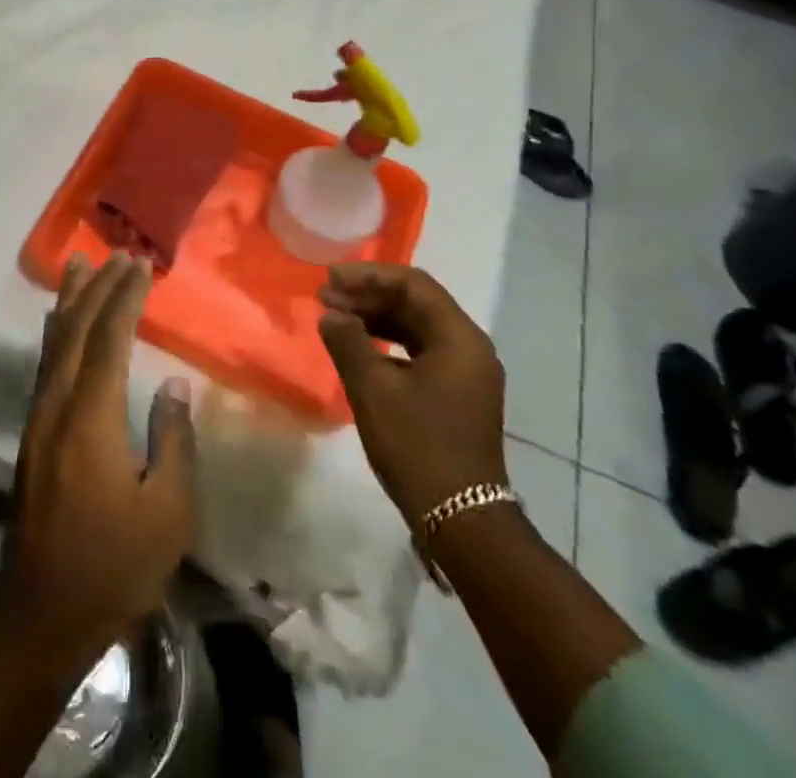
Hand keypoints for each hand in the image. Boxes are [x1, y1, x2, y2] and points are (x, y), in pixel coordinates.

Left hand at [0, 252, 196, 668]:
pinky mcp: (32, 433)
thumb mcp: (167, 513)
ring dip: (70, 300)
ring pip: (53, 342)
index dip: (124, 298)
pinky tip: (59, 322)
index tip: (141, 265)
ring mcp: (38, 418)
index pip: (108, 340)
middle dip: (99, 288)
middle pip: (76, 330)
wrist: (40, 613)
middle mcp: (57, 405)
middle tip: (119, 254)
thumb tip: (174, 385)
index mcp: (91, 418)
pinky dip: (56, 331)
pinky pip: (45, 363)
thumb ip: (172, 440)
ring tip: (80, 264)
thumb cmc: (114, 566)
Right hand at [317, 263, 508, 527]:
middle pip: (416, 303)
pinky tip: (359, 348)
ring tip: (335, 318)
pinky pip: (419, 352)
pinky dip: (388, 343)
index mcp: (459, 338)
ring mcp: (466, 374)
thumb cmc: (418, 446)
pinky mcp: (456, 395)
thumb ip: (348, 342)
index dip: (368, 275)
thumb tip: (331, 315)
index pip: (413, 284)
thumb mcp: (373, 389)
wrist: (461, 521)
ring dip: (376, 318)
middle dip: (369, 295)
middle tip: (326, 297)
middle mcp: (469, 348)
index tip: (330, 278)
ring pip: (417, 327)